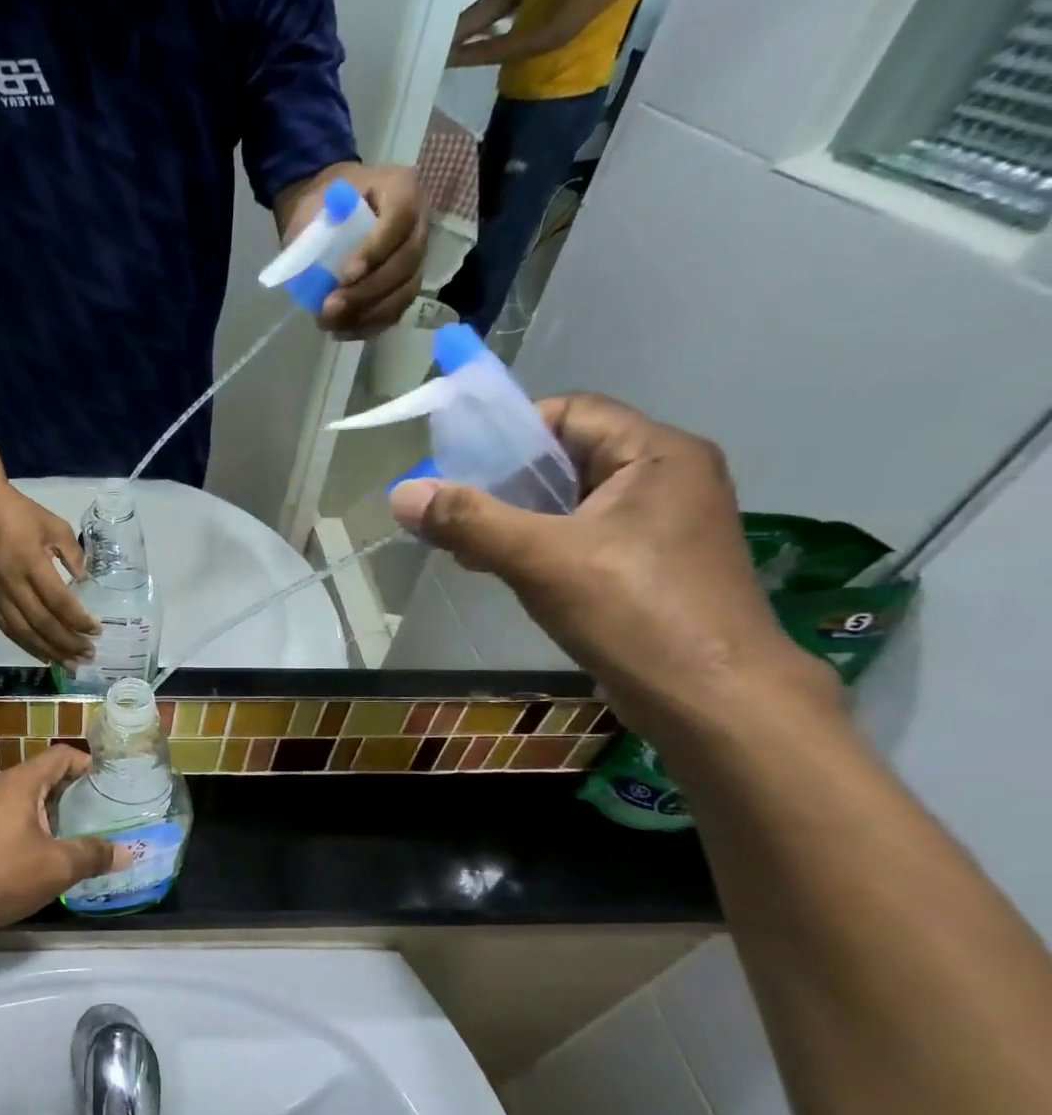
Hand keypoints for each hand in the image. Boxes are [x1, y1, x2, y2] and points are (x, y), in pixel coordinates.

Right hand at [0, 480, 98, 663]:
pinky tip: (43, 655)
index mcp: (31, 562)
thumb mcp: (54, 524)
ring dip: (49, 651)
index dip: (78, 620)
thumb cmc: (20, 513)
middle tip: (88, 655)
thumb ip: (73, 553)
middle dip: (68, 643)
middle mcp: (12, 583)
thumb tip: (83, 580)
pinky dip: (26, 645)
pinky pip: (7, 629)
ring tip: (69, 664)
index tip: (96, 631)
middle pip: (42, 623)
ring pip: (24, 632)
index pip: (59, 601)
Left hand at [0, 746, 127, 942]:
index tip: (108, 786)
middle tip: (97, 813)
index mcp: (18, 782)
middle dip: (71, 791)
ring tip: (73, 833)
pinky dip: (27, 822)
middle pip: (41, 774)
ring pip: (22, 795)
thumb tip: (128, 853)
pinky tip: (39, 851)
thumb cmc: (3, 877)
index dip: (87, 765)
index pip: (60, 755)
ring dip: (48, 809)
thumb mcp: (58, 867)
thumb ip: (94, 854)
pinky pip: (5, 812)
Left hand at [298, 164, 428, 338]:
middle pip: (406, 262)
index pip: (400, 218)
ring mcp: (415, 258)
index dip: (375, 250)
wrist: (327, 214)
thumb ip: (319, 233)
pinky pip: (395, 311)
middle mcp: (417, 223)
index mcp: (401, 189)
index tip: (344, 275)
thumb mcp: (315, 206)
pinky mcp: (404, 286)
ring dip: (367, 314)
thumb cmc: (323, 205)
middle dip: (367, 291)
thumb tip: (316, 276)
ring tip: (330, 323)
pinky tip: (340, 330)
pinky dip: (367, 326)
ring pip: (405, 292)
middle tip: (330, 307)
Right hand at [387, 394, 836, 737]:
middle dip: (503, 481)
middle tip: (450, 509)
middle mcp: (667, 477)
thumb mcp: (541, 559)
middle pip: (567, 457)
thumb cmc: (634, 614)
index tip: (455, 467)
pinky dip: (538, 544)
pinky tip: (499, 568)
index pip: (570, 412)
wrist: (713, 701)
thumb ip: (469, 521)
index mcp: (658, 454)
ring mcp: (662, 524)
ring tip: (464, 543)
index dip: (508, 433)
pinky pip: (582, 535)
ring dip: (515, 517)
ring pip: (571, 501)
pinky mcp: (651, 565)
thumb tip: (401, 493)